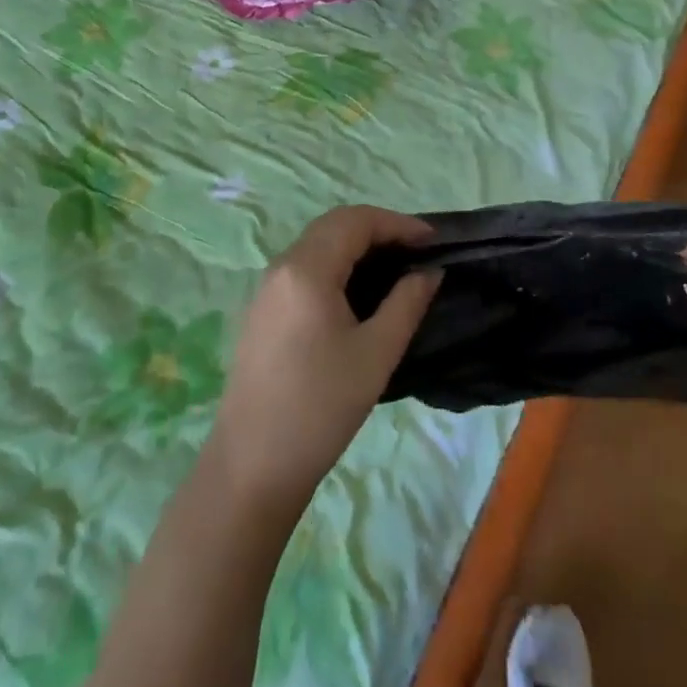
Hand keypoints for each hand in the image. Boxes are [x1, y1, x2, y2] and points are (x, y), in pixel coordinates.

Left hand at [209, 206, 440, 516]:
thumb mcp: (376, 354)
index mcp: (307, 268)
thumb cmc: (321, 407)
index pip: (356, 221)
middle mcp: (282, 266)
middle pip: (334, 225)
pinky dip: (335, 263)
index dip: (398, 224)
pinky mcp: (261, 309)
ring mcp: (266, 287)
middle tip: (415, 250)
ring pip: (317, 244)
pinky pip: (303, 267)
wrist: (252, 465)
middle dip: (377, 228)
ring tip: (393, 267)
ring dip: (355, 244)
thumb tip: (429, 271)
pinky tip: (356, 291)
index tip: (433, 241)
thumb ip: (407, 302)